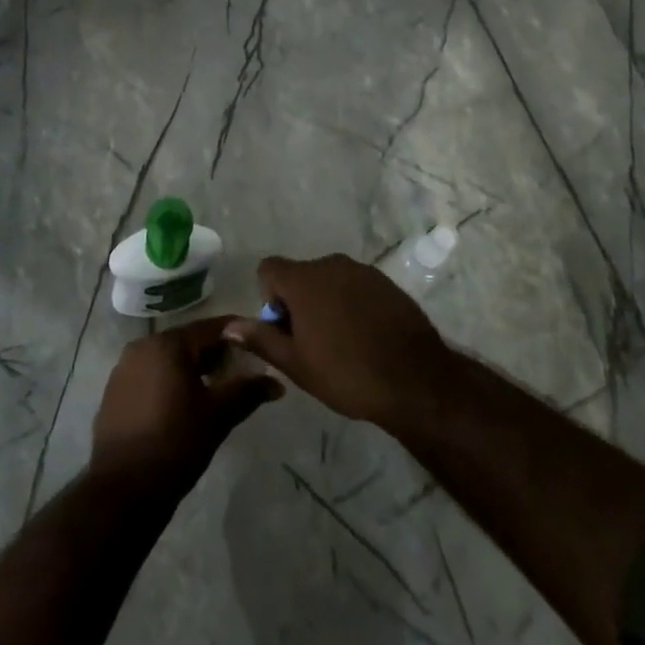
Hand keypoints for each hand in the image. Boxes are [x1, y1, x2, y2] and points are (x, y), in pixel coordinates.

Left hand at [90, 316, 283, 493]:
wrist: (123, 487)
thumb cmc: (176, 442)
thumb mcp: (218, 415)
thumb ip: (247, 391)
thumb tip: (277, 383)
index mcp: (168, 344)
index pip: (210, 327)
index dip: (237, 334)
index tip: (258, 343)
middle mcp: (142, 346)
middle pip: (187, 342)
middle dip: (214, 354)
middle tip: (240, 371)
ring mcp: (124, 368)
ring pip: (167, 359)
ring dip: (191, 369)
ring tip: (215, 390)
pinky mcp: (114, 391)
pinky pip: (150, 376)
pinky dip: (169, 382)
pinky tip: (183, 405)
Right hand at [224, 255, 454, 428]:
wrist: (415, 380)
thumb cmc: (347, 373)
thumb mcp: (296, 364)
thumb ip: (261, 339)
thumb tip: (229, 326)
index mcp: (303, 280)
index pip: (269, 268)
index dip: (269, 297)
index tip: (285, 328)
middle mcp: (331, 264)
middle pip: (300, 274)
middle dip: (299, 301)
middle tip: (311, 342)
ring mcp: (362, 270)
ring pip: (329, 280)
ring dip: (326, 302)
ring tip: (341, 341)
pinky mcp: (386, 282)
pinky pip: (355, 285)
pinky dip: (352, 303)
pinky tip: (366, 336)